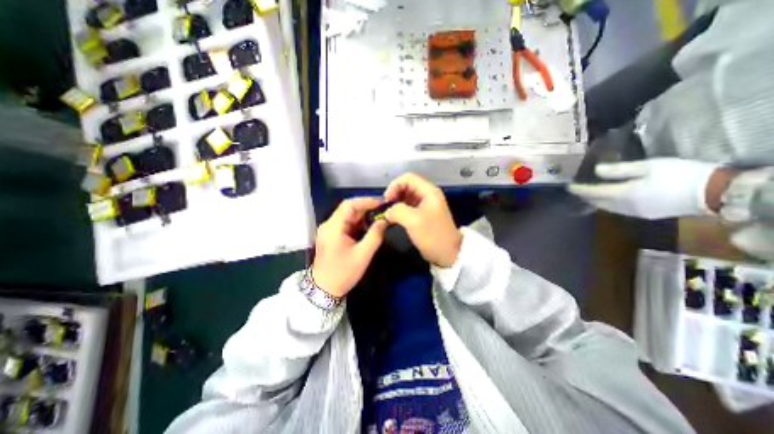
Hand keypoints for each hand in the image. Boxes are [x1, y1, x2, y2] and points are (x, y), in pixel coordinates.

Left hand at [310, 197, 390, 296]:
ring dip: (363, 216)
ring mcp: (329, 230)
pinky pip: (346, 224)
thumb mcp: (363, 255)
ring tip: (379, 218)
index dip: (366, 201)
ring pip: (348, 216)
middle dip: (366, 208)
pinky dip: (358, 223)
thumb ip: (375, 236)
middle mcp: (329, 225)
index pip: (349, 205)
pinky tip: (369, 227)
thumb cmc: (343, 273)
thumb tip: (384, 221)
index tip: (381, 204)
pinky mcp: (331, 235)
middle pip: (348, 208)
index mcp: (333, 227)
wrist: (324, 289)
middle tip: (383, 211)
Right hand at [383, 174, 461, 267]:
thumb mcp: (413, 221)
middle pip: (407, 185)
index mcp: (429, 192)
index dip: (394, 186)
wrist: (448, 254)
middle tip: (386, 207)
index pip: (408, 178)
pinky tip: (395, 217)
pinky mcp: (424, 214)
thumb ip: (397, 211)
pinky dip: (401, 209)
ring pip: (407, 196)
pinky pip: (409, 206)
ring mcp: (426, 204)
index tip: (386, 200)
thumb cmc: (432, 236)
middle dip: (394, 193)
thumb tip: (387, 211)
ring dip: (396, 202)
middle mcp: (428, 194)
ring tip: (389, 213)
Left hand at [567, 158, 721, 219]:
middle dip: (585, 196)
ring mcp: (634, 212)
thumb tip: (596, 171)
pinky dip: (608, 204)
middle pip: (597, 202)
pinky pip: (618, 210)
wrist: (715, 192)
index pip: (593, 193)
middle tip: (577, 190)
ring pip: (606, 207)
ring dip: (596, 201)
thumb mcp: (648, 167)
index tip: (569, 186)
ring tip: (589, 194)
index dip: (580, 190)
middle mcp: (624, 206)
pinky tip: (609, 200)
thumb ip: (619, 170)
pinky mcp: (645, 215)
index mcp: (623, 194)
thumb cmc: (679, 175)